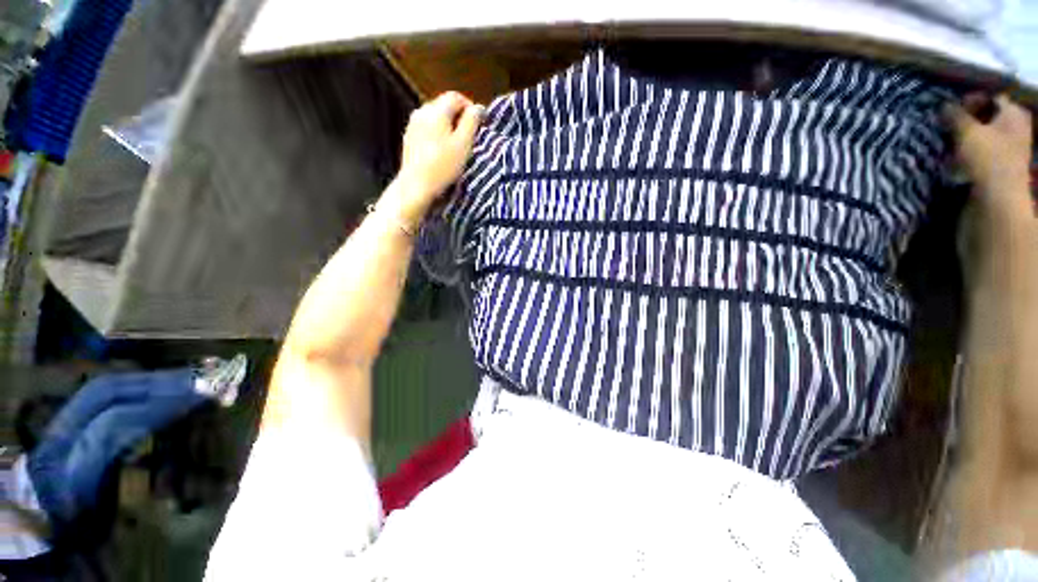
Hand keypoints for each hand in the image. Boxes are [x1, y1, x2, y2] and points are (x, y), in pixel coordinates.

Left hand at [392, 92, 483, 223]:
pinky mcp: (409, 138)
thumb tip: (477, 108)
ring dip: (448, 126)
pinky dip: (437, 134)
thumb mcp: (464, 143)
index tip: (479, 123)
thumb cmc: (443, 165)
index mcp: (436, 110)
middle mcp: (422, 111)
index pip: (456, 96)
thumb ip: (472, 122)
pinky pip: (427, 129)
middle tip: (469, 137)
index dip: (470, 107)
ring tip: (456, 146)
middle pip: (444, 105)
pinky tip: (441, 151)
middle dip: (459, 117)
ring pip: (435, 118)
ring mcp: (413, 125)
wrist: (416, 185)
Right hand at [944, 94, 1032, 213]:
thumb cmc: (987, 158)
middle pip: (990, 115)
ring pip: (986, 133)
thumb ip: (955, 115)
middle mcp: (1017, 126)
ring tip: (952, 142)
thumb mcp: (966, 132)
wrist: (998, 199)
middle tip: (950, 124)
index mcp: (1014, 113)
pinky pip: (985, 150)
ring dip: (968, 136)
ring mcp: (1012, 148)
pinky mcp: (1002, 165)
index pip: (992, 95)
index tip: (952, 108)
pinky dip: (971, 151)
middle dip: (969, 118)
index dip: (972, 99)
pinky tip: (959, 157)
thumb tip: (944, 105)